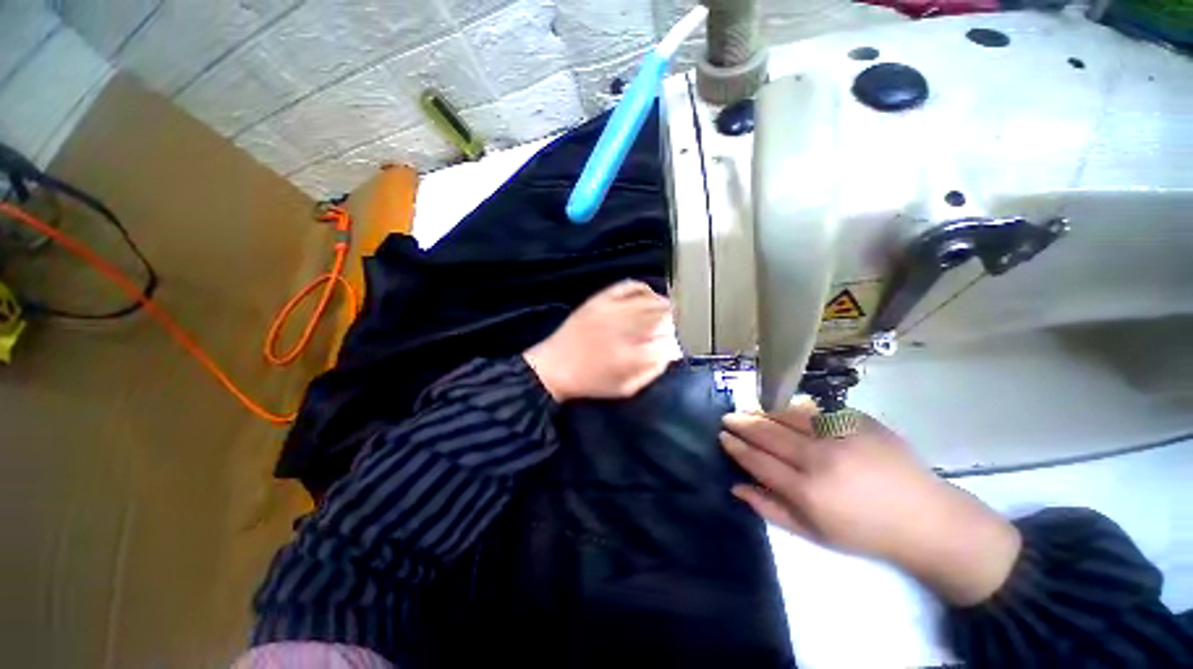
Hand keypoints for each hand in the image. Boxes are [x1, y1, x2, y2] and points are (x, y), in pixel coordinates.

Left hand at [524, 280, 681, 401]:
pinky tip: (647, 296)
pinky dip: (643, 289)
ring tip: (667, 312)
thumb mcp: (626, 387)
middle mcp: (627, 328)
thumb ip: (652, 370)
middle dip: (676, 321)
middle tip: (679, 326)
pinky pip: (629, 286)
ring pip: (651, 300)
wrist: (556, 368)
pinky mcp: (601, 299)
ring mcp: (614, 309)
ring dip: (664, 305)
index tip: (679, 345)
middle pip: (665, 315)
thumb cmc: (592, 382)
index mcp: (634, 354)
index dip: (679, 342)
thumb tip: (671, 352)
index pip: (671, 341)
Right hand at [721, 406, 1021, 605]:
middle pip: (767, 432)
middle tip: (728, 417)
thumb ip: (771, 508)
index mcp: (807, 491)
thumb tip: (736, 486)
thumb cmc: (866, 534)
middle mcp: (819, 458)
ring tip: (750, 408)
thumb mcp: (814, 534)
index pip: (757, 459)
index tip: (723, 436)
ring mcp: (841, 435)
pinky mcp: (860, 421)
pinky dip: (795, 408)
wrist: (927, 520)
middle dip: (742, 422)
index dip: (736, 446)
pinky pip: (817, 409)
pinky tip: (786, 408)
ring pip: (788, 413)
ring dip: (763, 409)